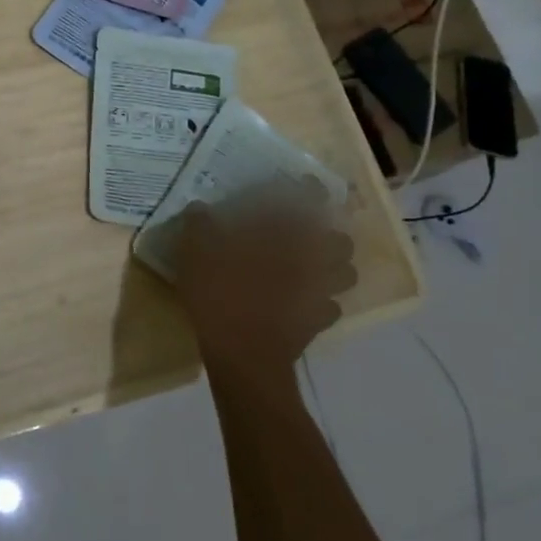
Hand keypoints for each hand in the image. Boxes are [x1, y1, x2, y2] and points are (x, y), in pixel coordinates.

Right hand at [168, 178, 357, 381]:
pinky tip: (304, 300)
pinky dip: (323, 300)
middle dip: (329, 233)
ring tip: (313, 265)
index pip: (309, 202)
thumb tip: (200, 208)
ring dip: (334, 266)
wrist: (244, 355)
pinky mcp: (318, 322)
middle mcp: (310, 258)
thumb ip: (200, 224)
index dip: (310, 191)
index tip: (305, 184)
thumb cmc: (221, 294)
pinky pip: (331, 306)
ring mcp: (319, 292)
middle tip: (307, 232)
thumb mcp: (195, 251)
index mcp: (284, 234)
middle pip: (339, 240)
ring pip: (344, 273)